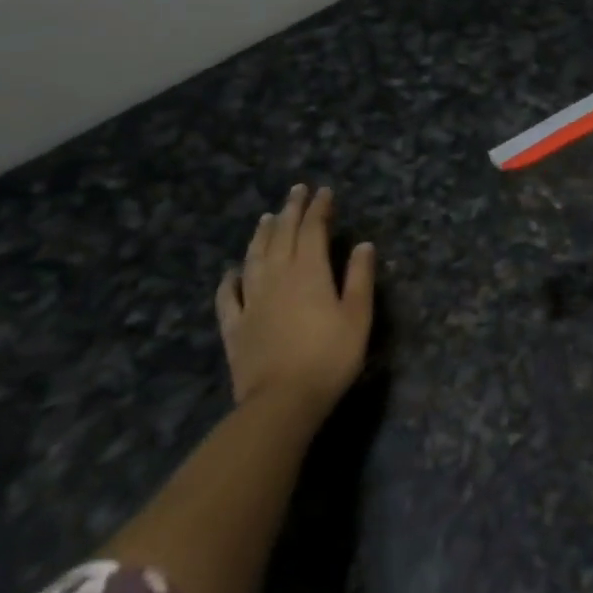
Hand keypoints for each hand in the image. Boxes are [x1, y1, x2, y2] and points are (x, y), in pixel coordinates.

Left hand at [216, 185, 375, 412]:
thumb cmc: (329, 357)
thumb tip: (363, 245)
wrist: (281, 402)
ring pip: (254, 258)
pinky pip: (228, 297)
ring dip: (261, 235)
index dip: (319, 208)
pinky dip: (230, 280)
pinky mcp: (235, 326)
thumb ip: (360, 278)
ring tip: (266, 217)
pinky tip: (232, 271)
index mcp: (309, 272)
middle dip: (291, 210)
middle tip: (296, 191)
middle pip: (282, 236)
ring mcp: (252, 301)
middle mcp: (278, 277)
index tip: (324, 191)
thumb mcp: (358, 316)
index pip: (313, 230)